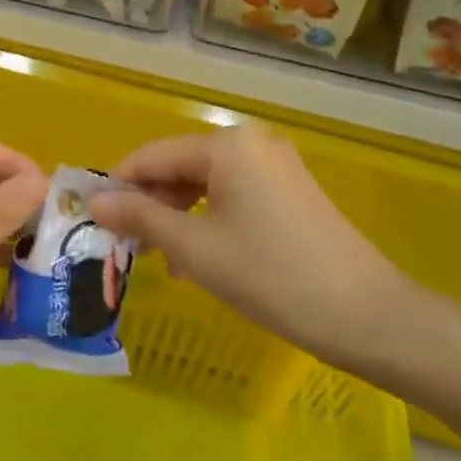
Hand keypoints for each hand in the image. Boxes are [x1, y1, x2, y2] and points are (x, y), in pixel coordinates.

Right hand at [87, 125, 415, 376]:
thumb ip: (141, 218)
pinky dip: (208, 219)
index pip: (153, 155)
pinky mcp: (291, 192)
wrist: (369, 316)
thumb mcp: (195, 248)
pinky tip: (197, 257)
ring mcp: (275, 167)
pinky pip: (233, 195)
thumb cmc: (271, 276)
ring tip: (160, 258)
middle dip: (149, 202)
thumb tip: (94, 202)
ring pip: (206, 182)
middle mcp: (251, 144)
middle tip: (126, 245)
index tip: (92, 217)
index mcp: (226, 146)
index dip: (118, 184)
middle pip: (180, 165)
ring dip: (177, 215)